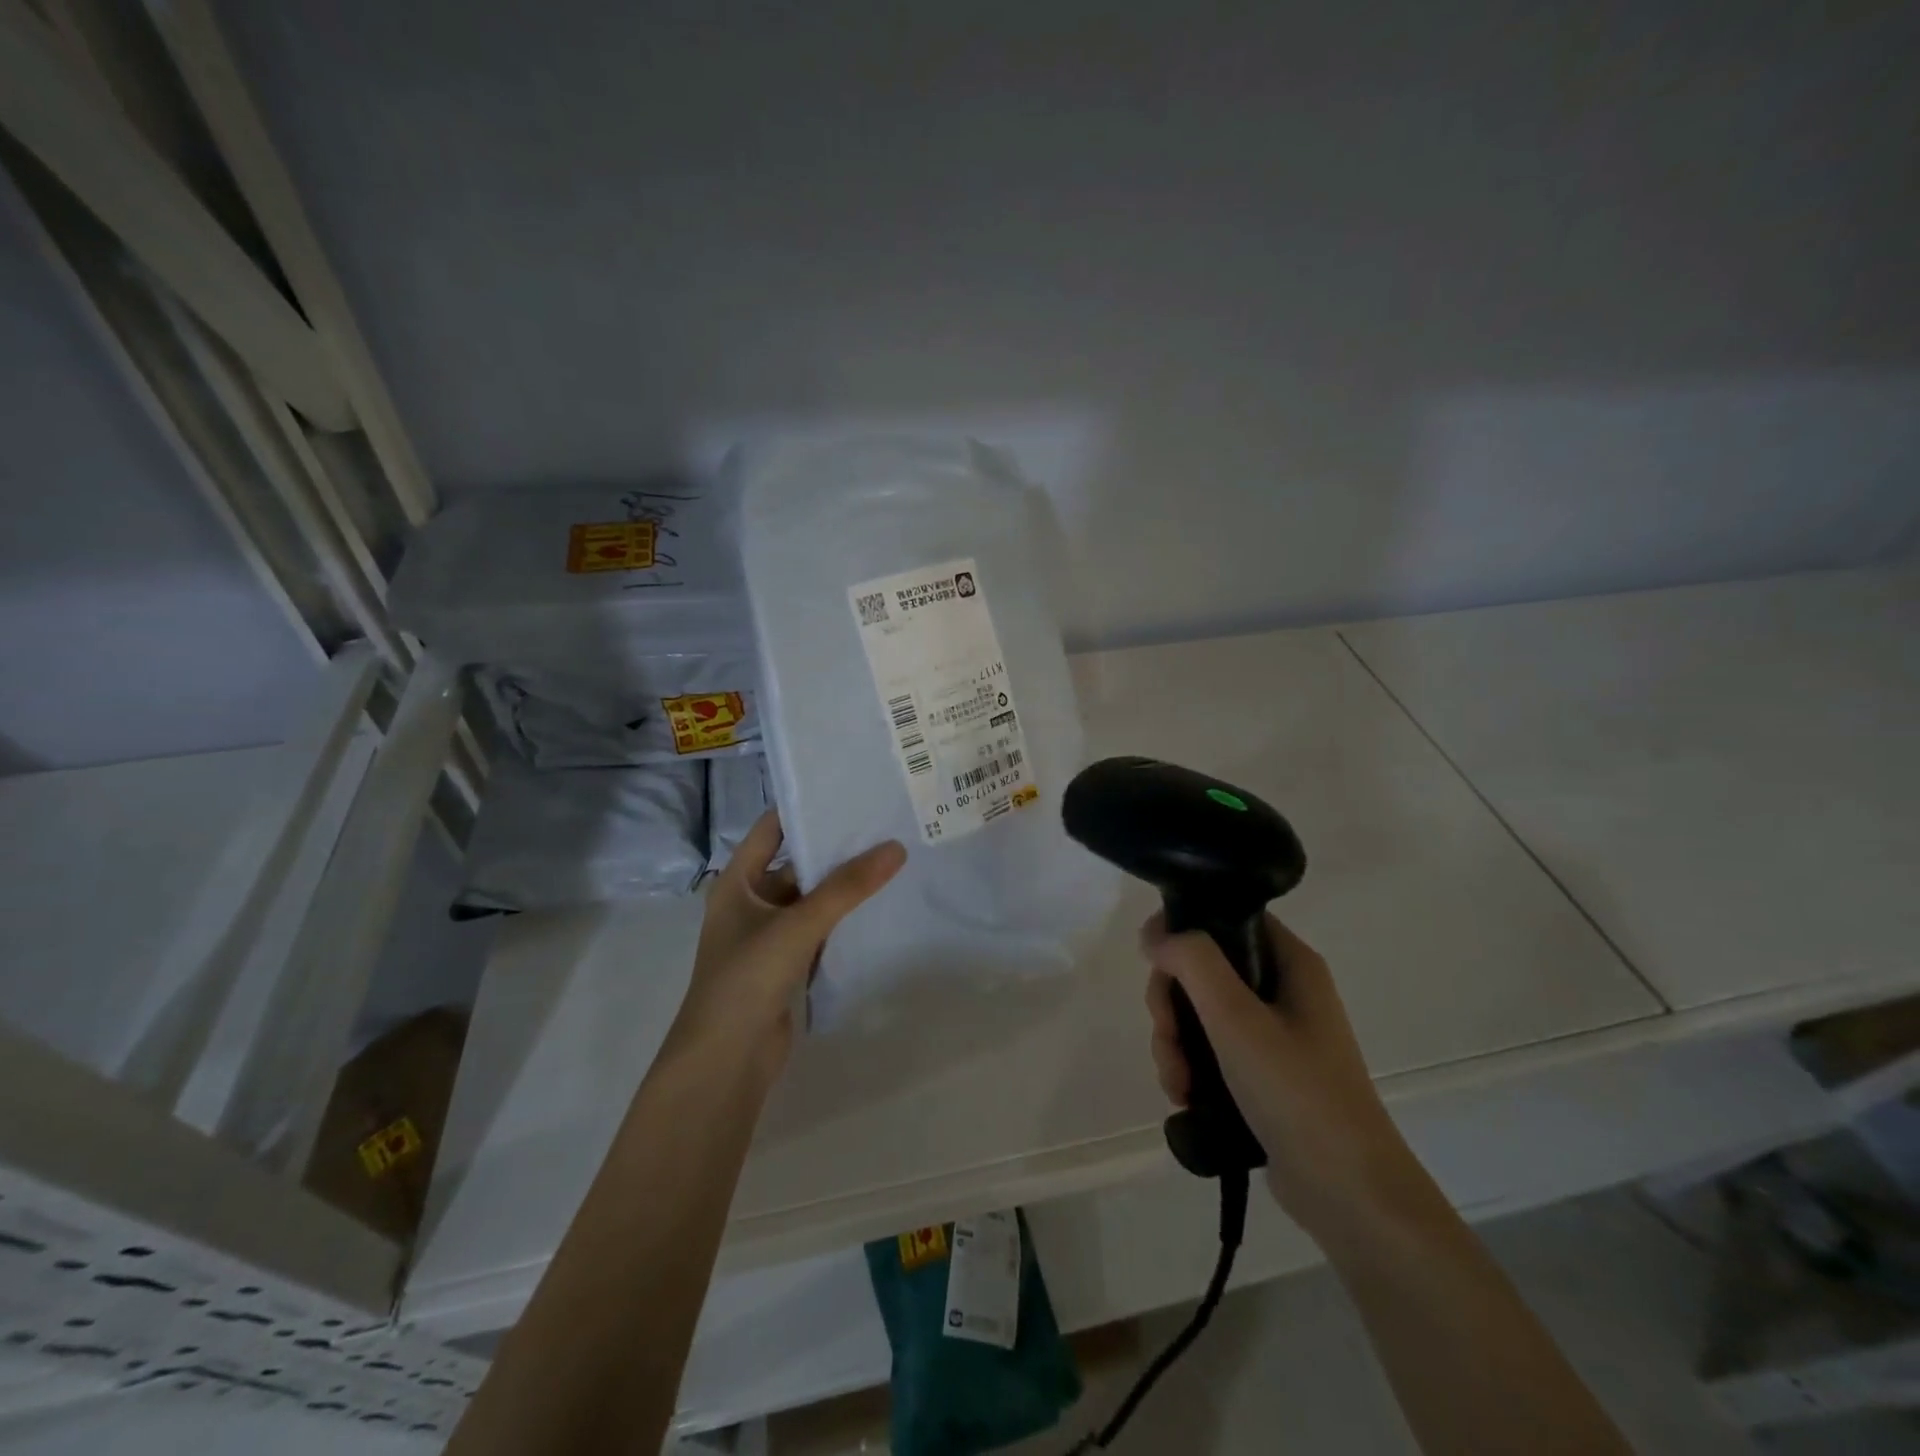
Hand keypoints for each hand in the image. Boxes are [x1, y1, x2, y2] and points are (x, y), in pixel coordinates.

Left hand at [666, 811, 905, 1080]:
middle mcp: (751, 902)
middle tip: (885, 825)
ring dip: (844, 887)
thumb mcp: (797, 925)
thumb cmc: (747, 979)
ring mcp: (769, 935)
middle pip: (797, 864)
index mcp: (737, 882)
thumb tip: (895, 847)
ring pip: (812, 900)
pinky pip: (820, 931)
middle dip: (836, 849)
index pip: (772, 828)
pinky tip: (882, 906)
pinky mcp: (787, 965)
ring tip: (893, 858)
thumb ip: (847, 887)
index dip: (805, 808)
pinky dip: (844, 920)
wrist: (725, 1062)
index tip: (850, 790)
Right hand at [1143, 913, 1427, 1240]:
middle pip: (1204, 969)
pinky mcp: (1264, 1074)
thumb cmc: (1296, 1092)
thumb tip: (1156, 934)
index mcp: (1290, 962)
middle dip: (1172, 1003)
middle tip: (1166, 1036)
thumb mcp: (1236, 1017)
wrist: (1348, 1193)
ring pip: (1200, 1014)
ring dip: (1175, 1043)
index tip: (1154, 961)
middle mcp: (1283, 989)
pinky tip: (1186, 1097)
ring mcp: (1274, 1034)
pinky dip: (1191, 1069)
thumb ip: (1192, 962)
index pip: (1226, 917)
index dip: (1183, 929)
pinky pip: (1211, 1051)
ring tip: (1178, 1083)